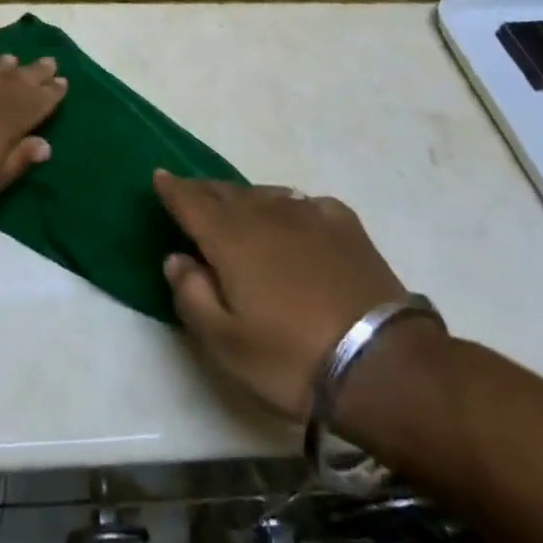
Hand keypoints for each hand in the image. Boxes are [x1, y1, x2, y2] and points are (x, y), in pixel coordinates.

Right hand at [157, 172, 428, 428]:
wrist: (383, 365)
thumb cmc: (292, 358)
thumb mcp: (225, 343)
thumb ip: (191, 295)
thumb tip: (176, 258)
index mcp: (229, 239)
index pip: (191, 202)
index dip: (172, 188)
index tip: (159, 176)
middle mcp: (265, 215)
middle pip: (225, 193)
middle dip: (204, 191)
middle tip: (191, 193)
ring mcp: (308, 216)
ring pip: (264, 194)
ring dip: (243, 198)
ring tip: (237, 208)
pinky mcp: (345, 226)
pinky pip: (305, 204)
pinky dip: (287, 206)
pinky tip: (293, 219)